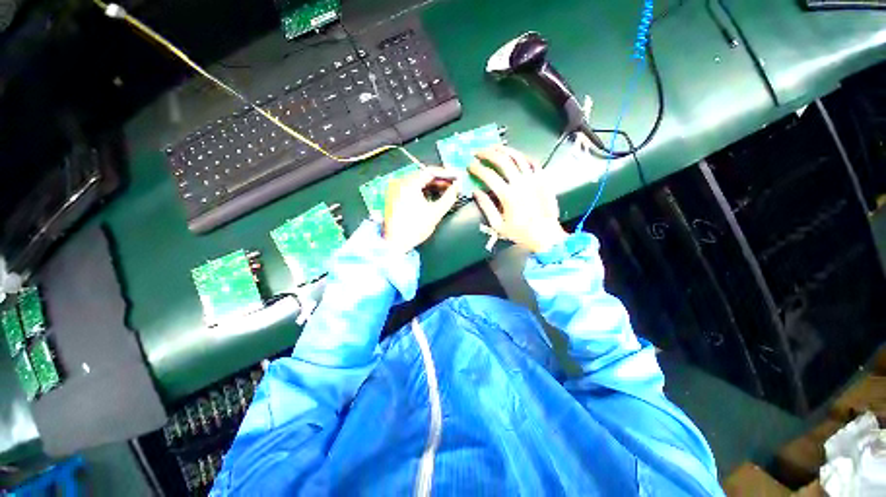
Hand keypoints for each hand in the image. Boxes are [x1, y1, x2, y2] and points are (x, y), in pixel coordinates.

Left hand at [383, 167, 459, 252]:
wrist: (395, 244)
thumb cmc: (415, 228)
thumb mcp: (435, 213)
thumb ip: (449, 197)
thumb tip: (457, 187)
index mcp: (409, 184)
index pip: (430, 171)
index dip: (445, 173)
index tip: (456, 177)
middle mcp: (400, 183)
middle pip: (423, 175)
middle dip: (440, 180)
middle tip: (453, 185)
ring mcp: (395, 189)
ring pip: (417, 182)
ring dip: (432, 185)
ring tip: (445, 191)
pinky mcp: (394, 197)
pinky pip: (411, 188)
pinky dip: (422, 190)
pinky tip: (432, 196)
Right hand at [470, 145, 567, 252]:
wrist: (545, 235)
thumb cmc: (520, 233)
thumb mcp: (498, 225)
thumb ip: (486, 207)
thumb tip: (475, 192)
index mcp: (508, 195)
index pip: (488, 175)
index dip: (477, 168)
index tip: (470, 165)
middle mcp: (521, 183)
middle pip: (503, 160)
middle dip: (488, 153)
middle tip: (479, 152)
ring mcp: (534, 179)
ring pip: (518, 157)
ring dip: (504, 150)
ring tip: (494, 148)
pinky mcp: (543, 179)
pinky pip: (533, 162)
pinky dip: (523, 156)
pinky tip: (516, 155)